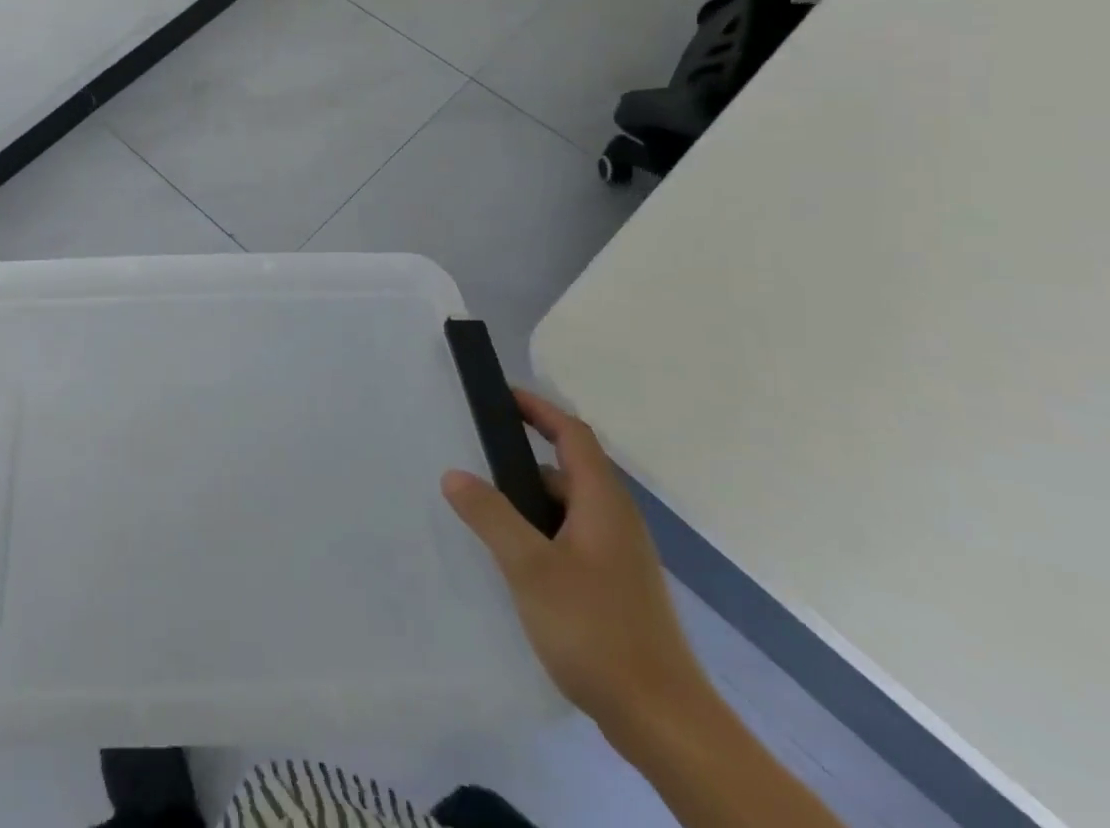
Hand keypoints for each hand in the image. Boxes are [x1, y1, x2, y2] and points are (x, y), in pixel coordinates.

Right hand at [442, 390, 710, 737]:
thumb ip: (490, 515)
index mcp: (603, 503)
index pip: (572, 435)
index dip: (538, 409)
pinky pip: (572, 539)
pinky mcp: (617, 589)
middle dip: (521, 459)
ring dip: (528, 502)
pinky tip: (515, 561)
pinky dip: (541, 533)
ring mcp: (620, 558)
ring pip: (568, 509)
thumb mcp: (530, 568)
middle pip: (568, 470)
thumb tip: (454, 474)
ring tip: (483, 513)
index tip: (500, 396)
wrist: (665, 724)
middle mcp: (617, 521)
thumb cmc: (596, 631)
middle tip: (474, 459)